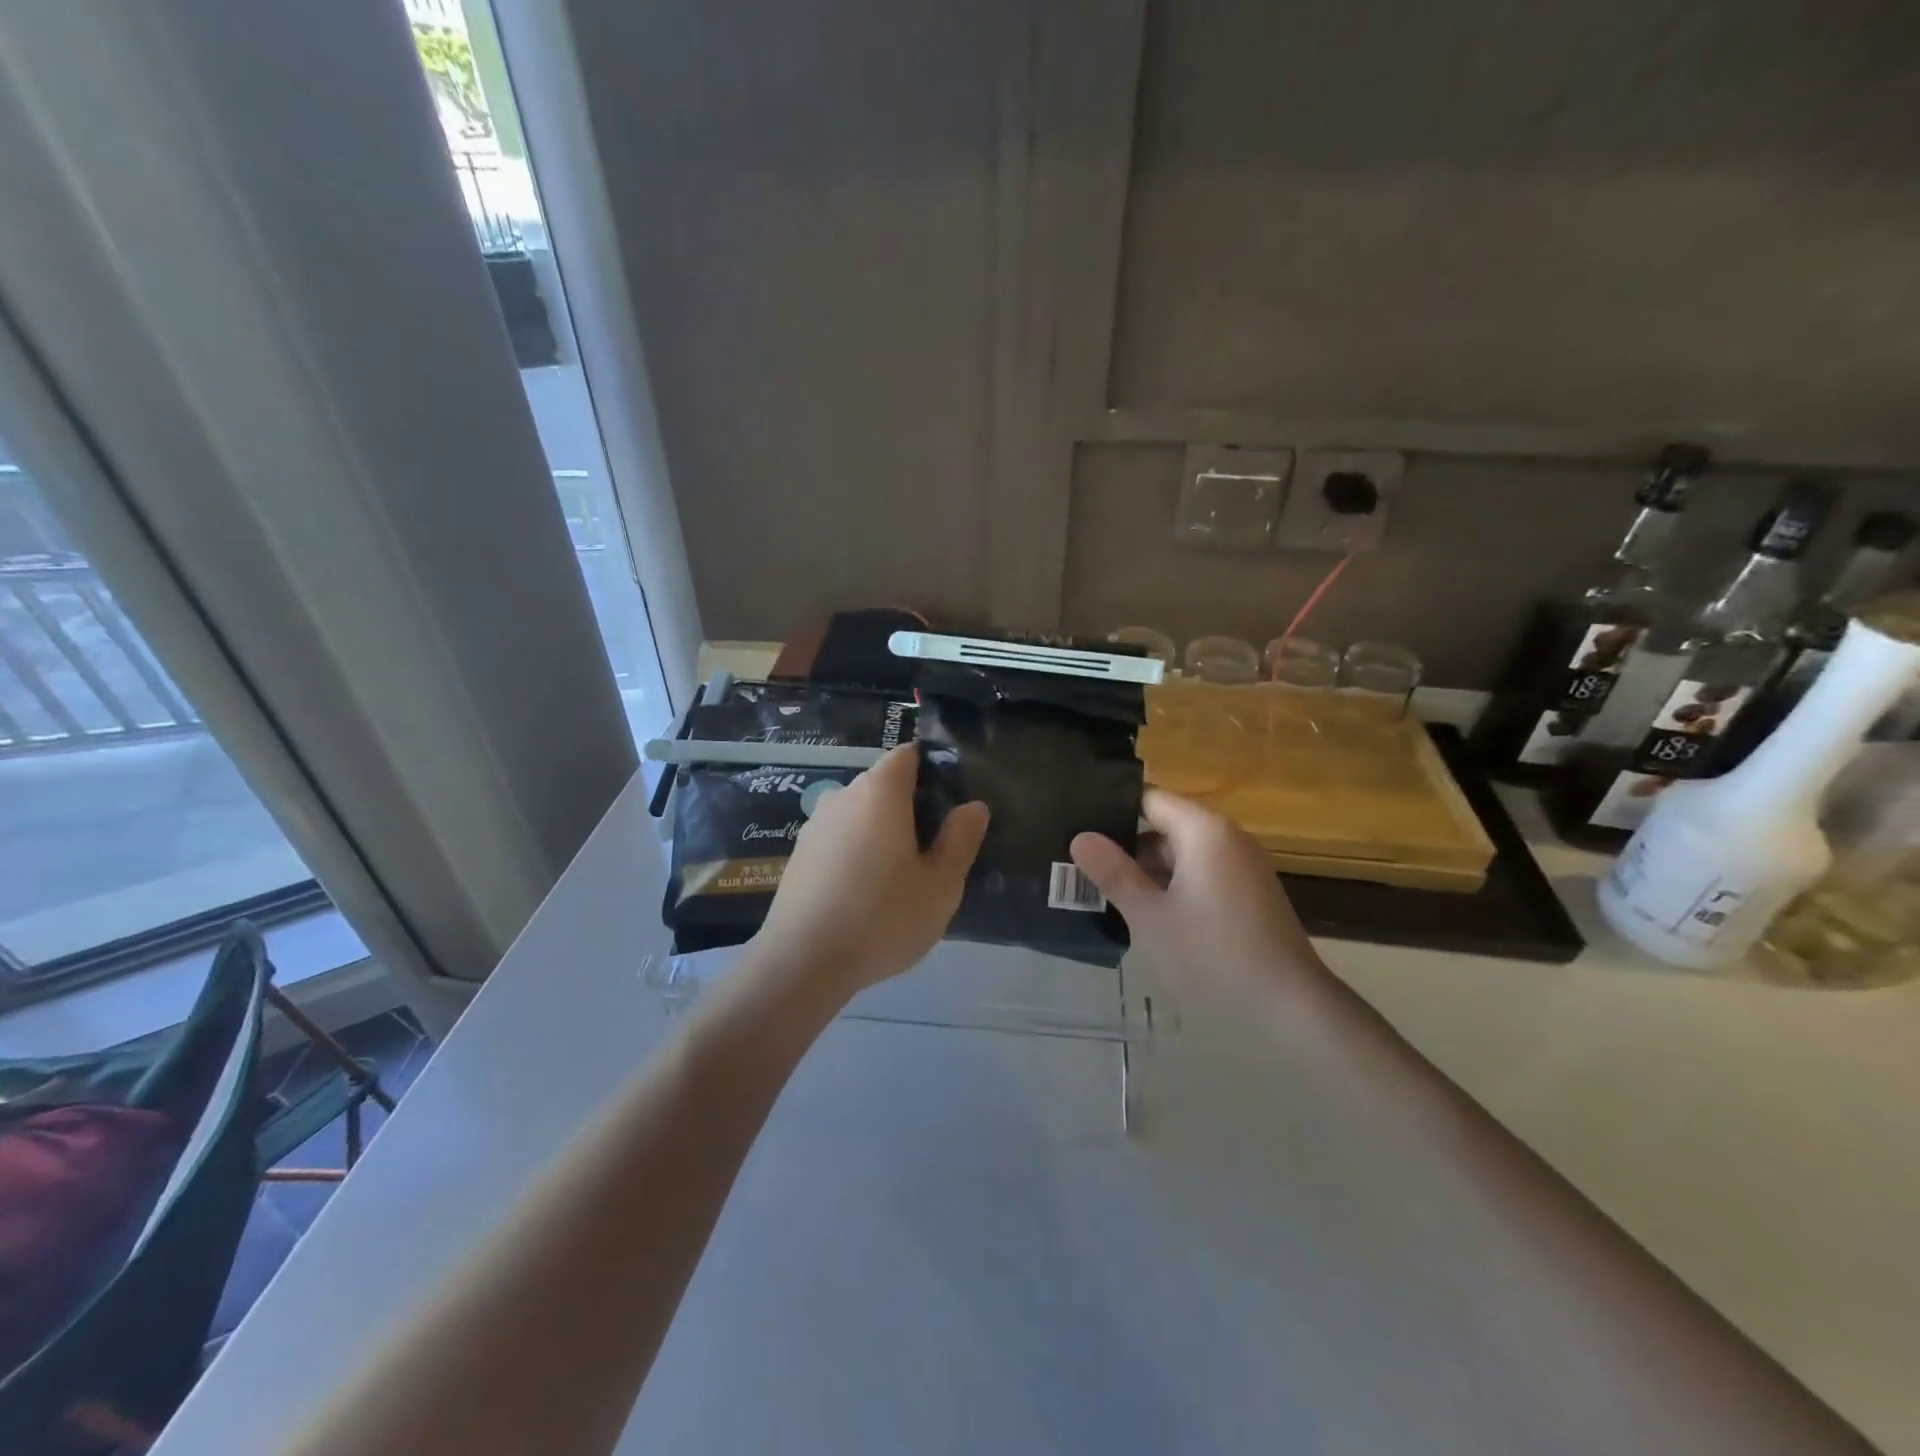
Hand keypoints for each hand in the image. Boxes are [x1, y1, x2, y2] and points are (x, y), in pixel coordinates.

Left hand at [752, 744, 989, 998]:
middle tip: (935, 848)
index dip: (932, 769)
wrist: (802, 962)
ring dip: (882, 832)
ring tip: (901, 876)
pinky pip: (839, 840)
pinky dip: (857, 853)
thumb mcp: (941, 884)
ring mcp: (815, 826)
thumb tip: (972, 806)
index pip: (908, 755)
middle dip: (910, 806)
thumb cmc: (882, 916)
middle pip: (883, 785)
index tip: (951, 801)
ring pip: (859, 815)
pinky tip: (865, 894)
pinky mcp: (799, 856)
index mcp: (880, 791)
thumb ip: (960, 839)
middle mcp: (843, 796)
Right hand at [1070, 789, 1324, 1002]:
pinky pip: (1201, 874)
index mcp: (1203, 830)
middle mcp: (1227, 837)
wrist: (1292, 1009)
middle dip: (1124, 845)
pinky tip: (1146, 913)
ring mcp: (1242, 866)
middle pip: (1164, 824)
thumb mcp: (1150, 916)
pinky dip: (1172, 885)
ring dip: (1147, 870)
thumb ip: (1114, 873)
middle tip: (1079, 865)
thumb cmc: (1213, 956)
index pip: (1148, 798)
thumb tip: (1080, 836)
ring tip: (1102, 889)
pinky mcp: (1250, 894)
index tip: (1075, 826)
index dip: (1110, 810)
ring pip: (1181, 853)